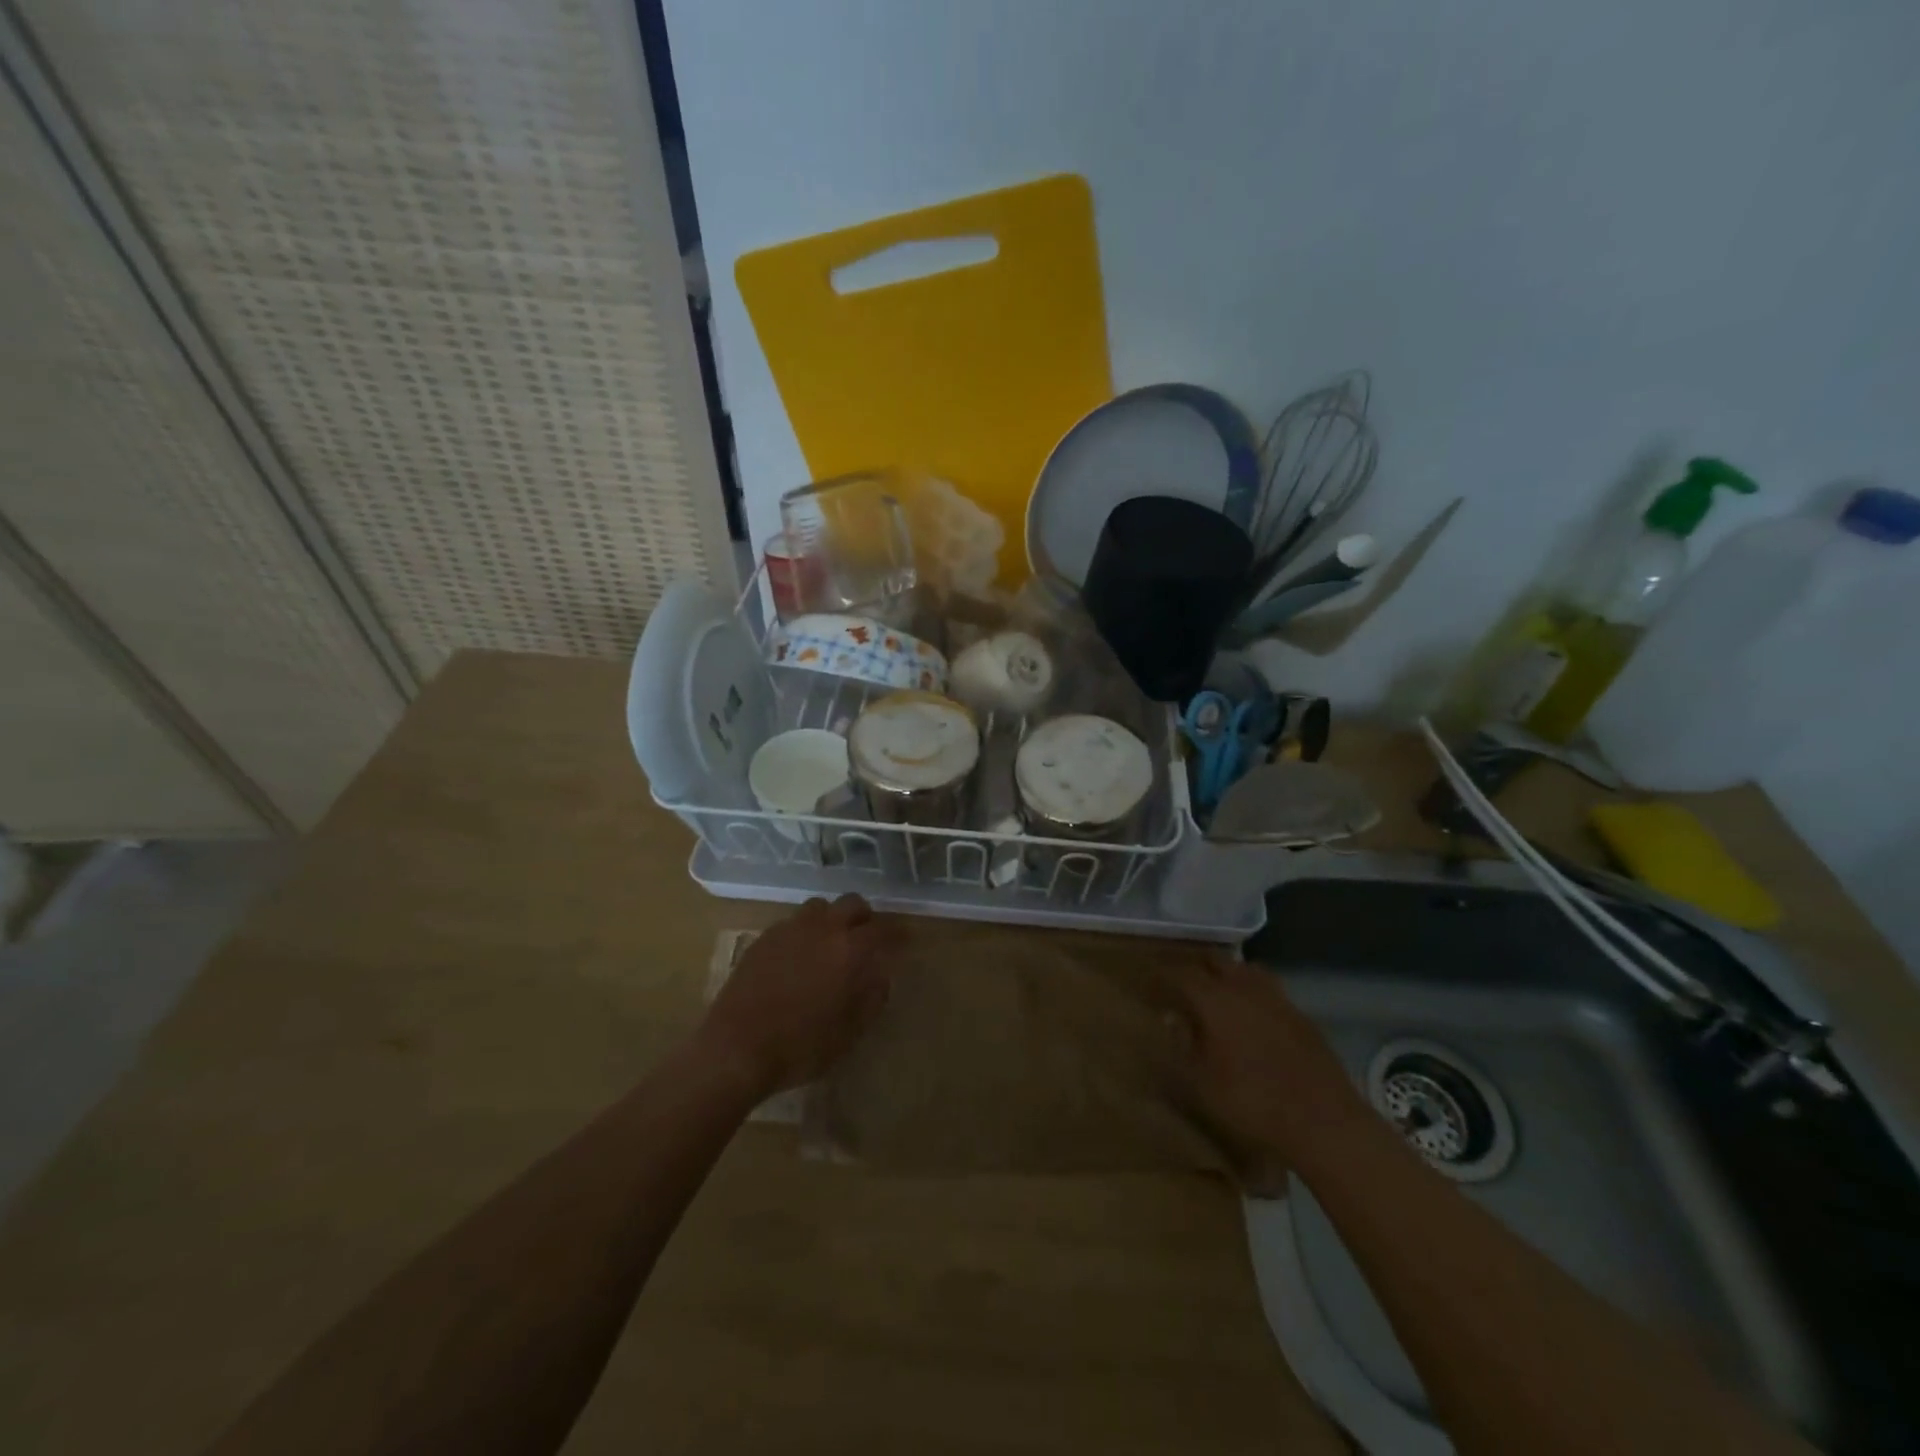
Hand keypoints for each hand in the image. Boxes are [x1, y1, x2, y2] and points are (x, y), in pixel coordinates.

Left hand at [699, 895, 900, 1095]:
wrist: (736, 1049)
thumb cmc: (800, 1047)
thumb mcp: (849, 1032)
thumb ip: (872, 998)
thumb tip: (881, 977)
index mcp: (849, 950)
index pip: (884, 929)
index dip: (899, 933)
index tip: (907, 939)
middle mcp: (822, 929)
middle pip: (852, 904)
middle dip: (865, 918)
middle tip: (868, 939)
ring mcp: (789, 929)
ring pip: (821, 907)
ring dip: (832, 919)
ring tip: (831, 944)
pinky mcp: (763, 938)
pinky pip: (793, 922)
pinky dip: (805, 931)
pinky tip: (800, 956)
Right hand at [1167, 955, 1368, 1162]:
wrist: (1323, 1122)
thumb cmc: (1252, 1103)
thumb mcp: (1200, 1083)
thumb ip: (1181, 1047)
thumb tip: (1171, 1022)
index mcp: (1215, 1000)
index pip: (1180, 974)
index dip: (1161, 974)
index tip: (1147, 979)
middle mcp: (1245, 988)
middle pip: (1214, 961)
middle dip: (1193, 966)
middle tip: (1178, 980)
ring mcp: (1277, 999)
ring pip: (1245, 969)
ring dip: (1226, 973)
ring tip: (1214, 990)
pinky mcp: (1300, 1016)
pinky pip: (1269, 989)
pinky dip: (1252, 992)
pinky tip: (1250, 1015)